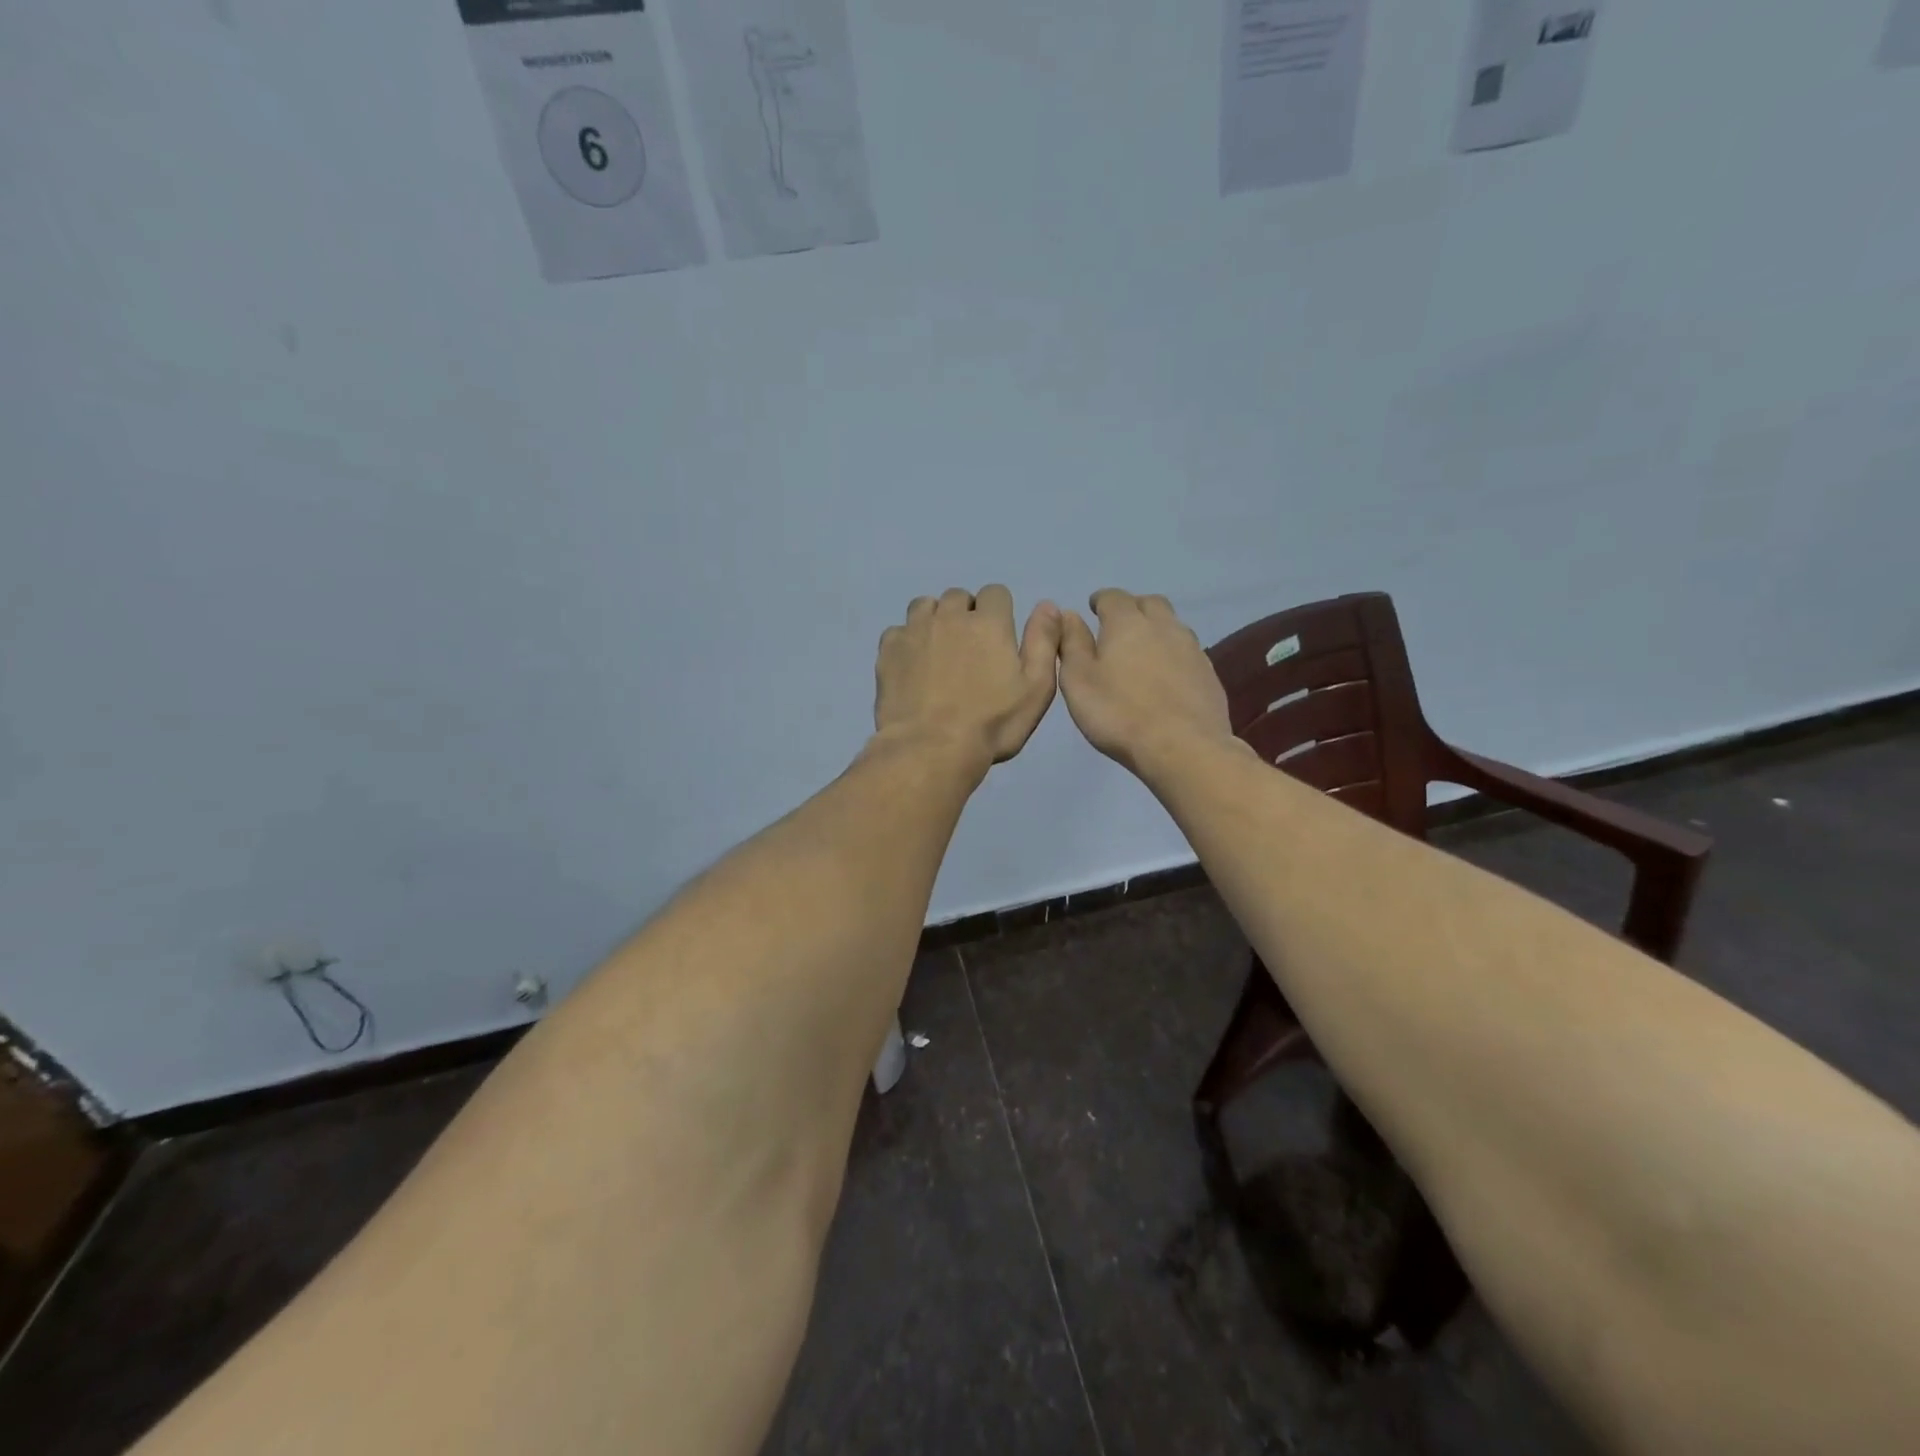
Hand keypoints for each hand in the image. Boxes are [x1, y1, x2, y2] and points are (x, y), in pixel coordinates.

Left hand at [874, 586, 1062, 772]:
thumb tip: (1047, 605)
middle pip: (959, 597)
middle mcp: (949, 616)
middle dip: (966, 614)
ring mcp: (914, 631)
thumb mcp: (1037, 688)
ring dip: (934, 620)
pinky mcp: (888, 651)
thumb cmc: (992, 724)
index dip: (999, 613)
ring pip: (925, 606)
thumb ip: (1044, 642)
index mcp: (989, 622)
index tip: (998, 639)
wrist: (930, 749)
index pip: (996, 593)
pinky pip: (898, 631)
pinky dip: (907, 641)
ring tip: (939, 651)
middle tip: (969, 650)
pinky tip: (912, 665)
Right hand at [1057, 589, 1235, 777]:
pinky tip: (1166, 676)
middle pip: (1149, 603)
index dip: (1101, 600)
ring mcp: (1192, 649)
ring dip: (1156, 629)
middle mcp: (1163, 626)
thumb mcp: (1078, 679)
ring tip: (1142, 651)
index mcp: (1127, 622)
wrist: (1183, 747)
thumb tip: (1068, 614)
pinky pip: (1187, 652)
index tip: (1093, 609)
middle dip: (1132, 608)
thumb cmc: (1119, 713)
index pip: (1113, 597)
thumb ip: (1072, 643)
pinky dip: (1173, 654)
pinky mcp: (1209, 673)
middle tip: (1118, 627)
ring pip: (1172, 625)